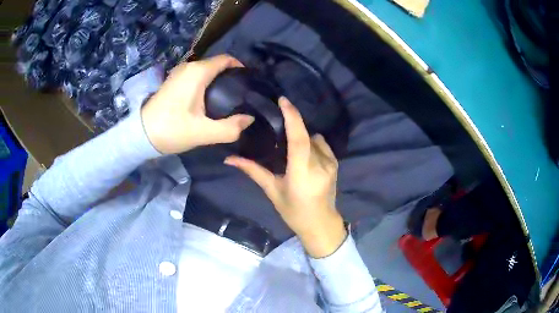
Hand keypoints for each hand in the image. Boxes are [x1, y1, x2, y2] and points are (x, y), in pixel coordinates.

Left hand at [141, 55, 254, 153]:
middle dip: (230, 76)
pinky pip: (196, 77)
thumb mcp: (203, 133)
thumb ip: (230, 127)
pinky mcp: (173, 82)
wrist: (141, 135)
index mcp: (198, 72)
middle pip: (217, 65)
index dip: (240, 68)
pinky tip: (208, 101)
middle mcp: (188, 67)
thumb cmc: (172, 130)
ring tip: (227, 100)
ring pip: (206, 71)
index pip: (226, 59)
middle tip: (240, 96)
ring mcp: (179, 74)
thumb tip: (249, 119)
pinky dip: (206, 84)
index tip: (249, 83)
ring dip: (218, 81)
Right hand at [225, 98, 346, 257]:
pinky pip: (321, 143)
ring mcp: (331, 162)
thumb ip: (253, 171)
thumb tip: (229, 159)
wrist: (321, 223)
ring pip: (313, 139)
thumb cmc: (294, 211)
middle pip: (305, 136)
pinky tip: (303, 154)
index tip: (283, 100)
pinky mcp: (335, 163)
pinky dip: (310, 143)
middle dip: (292, 127)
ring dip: (301, 138)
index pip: (299, 139)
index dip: (292, 117)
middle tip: (278, 126)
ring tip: (290, 148)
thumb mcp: (272, 191)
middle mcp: (320, 164)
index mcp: (302, 172)